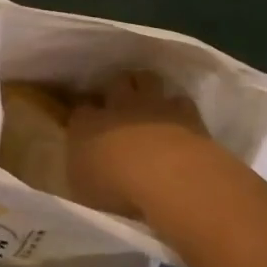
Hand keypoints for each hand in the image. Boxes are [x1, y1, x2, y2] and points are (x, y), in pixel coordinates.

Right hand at [66, 71, 213, 219]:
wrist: (168, 177)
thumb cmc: (116, 186)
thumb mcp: (82, 186)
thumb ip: (81, 169)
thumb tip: (79, 162)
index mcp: (86, 123)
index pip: (80, 110)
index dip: (84, 116)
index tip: (86, 124)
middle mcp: (118, 105)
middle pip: (115, 82)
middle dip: (117, 87)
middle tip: (119, 101)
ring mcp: (154, 105)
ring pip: (147, 80)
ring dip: (146, 87)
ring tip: (149, 102)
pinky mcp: (186, 114)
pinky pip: (180, 101)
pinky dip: (178, 107)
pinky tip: (179, 120)